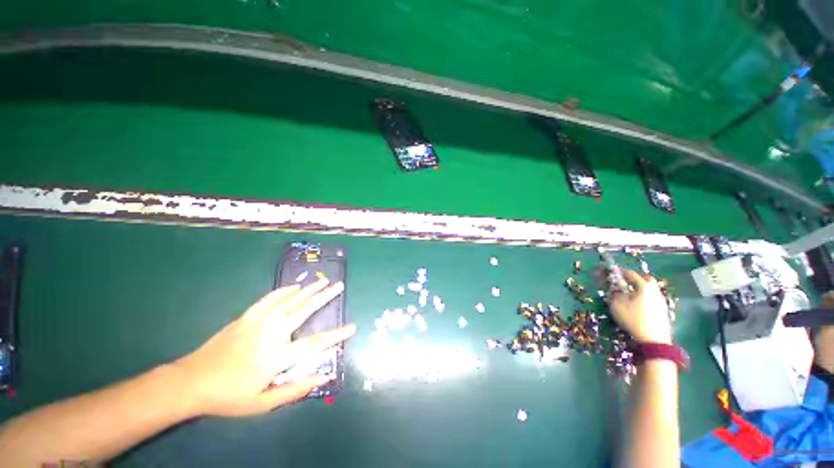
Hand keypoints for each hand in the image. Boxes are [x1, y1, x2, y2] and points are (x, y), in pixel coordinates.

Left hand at [173, 279, 354, 416]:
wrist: (192, 382)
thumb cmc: (229, 395)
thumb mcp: (262, 403)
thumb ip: (294, 389)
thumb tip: (323, 376)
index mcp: (277, 356)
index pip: (315, 343)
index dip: (336, 334)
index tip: (352, 326)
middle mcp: (272, 333)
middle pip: (304, 310)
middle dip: (325, 297)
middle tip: (339, 286)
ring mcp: (258, 322)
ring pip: (290, 300)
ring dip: (309, 290)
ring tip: (323, 281)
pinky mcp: (247, 317)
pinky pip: (269, 299)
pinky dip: (284, 291)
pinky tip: (294, 286)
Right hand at [609, 269, 671, 343]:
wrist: (654, 339)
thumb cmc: (633, 319)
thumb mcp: (617, 305)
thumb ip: (614, 294)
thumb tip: (614, 288)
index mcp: (643, 286)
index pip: (631, 274)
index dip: (620, 272)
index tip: (613, 272)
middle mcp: (654, 290)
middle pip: (646, 278)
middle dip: (635, 278)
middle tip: (626, 281)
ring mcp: (660, 299)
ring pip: (651, 288)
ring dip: (641, 287)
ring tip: (631, 293)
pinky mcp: (663, 309)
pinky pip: (653, 296)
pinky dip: (646, 295)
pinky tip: (639, 303)